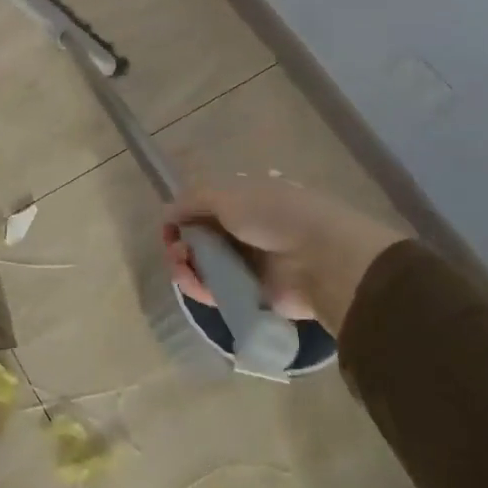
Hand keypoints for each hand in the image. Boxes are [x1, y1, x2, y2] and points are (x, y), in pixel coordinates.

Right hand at [162, 181, 410, 331]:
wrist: (320, 258)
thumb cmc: (273, 214)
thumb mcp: (226, 194)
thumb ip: (192, 201)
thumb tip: (166, 212)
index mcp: (247, 197)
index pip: (207, 204)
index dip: (184, 213)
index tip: (169, 223)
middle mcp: (247, 227)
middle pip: (203, 235)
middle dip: (182, 240)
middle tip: (173, 247)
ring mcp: (250, 262)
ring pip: (206, 263)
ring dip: (186, 263)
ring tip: (178, 264)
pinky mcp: (252, 293)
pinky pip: (217, 289)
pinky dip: (199, 286)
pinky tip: (187, 280)